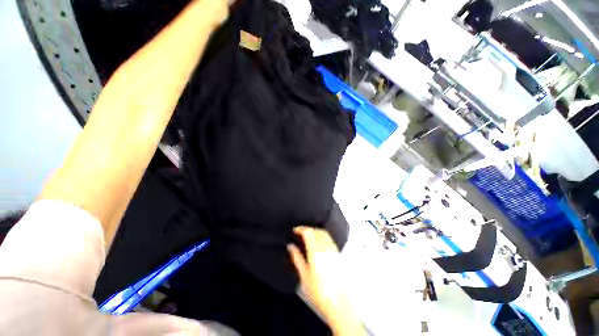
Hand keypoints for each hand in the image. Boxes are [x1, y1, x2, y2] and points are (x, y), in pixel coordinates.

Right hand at [288, 227, 363, 335]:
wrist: (337, 303)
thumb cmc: (319, 291)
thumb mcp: (303, 275)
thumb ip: (297, 257)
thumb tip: (291, 247)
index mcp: (316, 251)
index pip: (308, 232)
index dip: (301, 228)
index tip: (295, 230)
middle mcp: (326, 248)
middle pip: (317, 230)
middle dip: (308, 229)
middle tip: (300, 233)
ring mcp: (333, 250)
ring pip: (324, 233)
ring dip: (315, 231)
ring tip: (308, 237)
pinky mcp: (338, 254)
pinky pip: (329, 239)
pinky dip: (322, 236)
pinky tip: (318, 243)